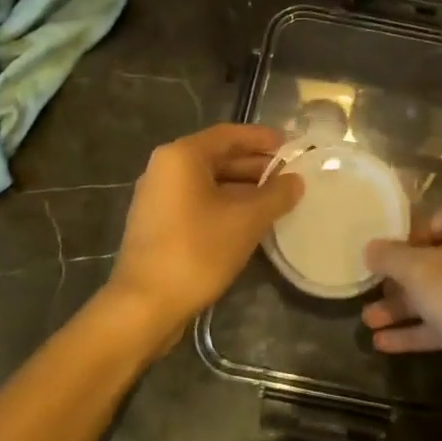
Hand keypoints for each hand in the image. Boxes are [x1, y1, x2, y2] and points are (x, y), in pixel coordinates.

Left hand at [107, 124, 302, 344]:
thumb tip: (296, 180)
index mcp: (181, 156)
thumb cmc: (197, 250)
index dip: (262, 138)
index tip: (290, 145)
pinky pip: (197, 202)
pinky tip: (249, 221)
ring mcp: (157, 197)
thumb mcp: (247, 220)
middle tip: (289, 174)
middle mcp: (164, 168)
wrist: (144, 306)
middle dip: (254, 165)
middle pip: (217, 156)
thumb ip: (276, 195)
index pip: (229, 134)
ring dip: (242, 187)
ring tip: (276, 199)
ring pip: (208, 182)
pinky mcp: (157, 224)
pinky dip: (224, 205)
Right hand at [363, 206, 441, 418]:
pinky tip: (384, 344)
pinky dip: (419, 330)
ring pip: (437, 294)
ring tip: (367, 321)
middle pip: (432, 259)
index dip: (402, 238)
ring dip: (403, 308)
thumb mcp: (421, 271)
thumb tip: (370, 247)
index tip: (377, 257)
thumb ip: (391, 256)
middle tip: (367, 290)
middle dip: (397, 279)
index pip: (431, 220)